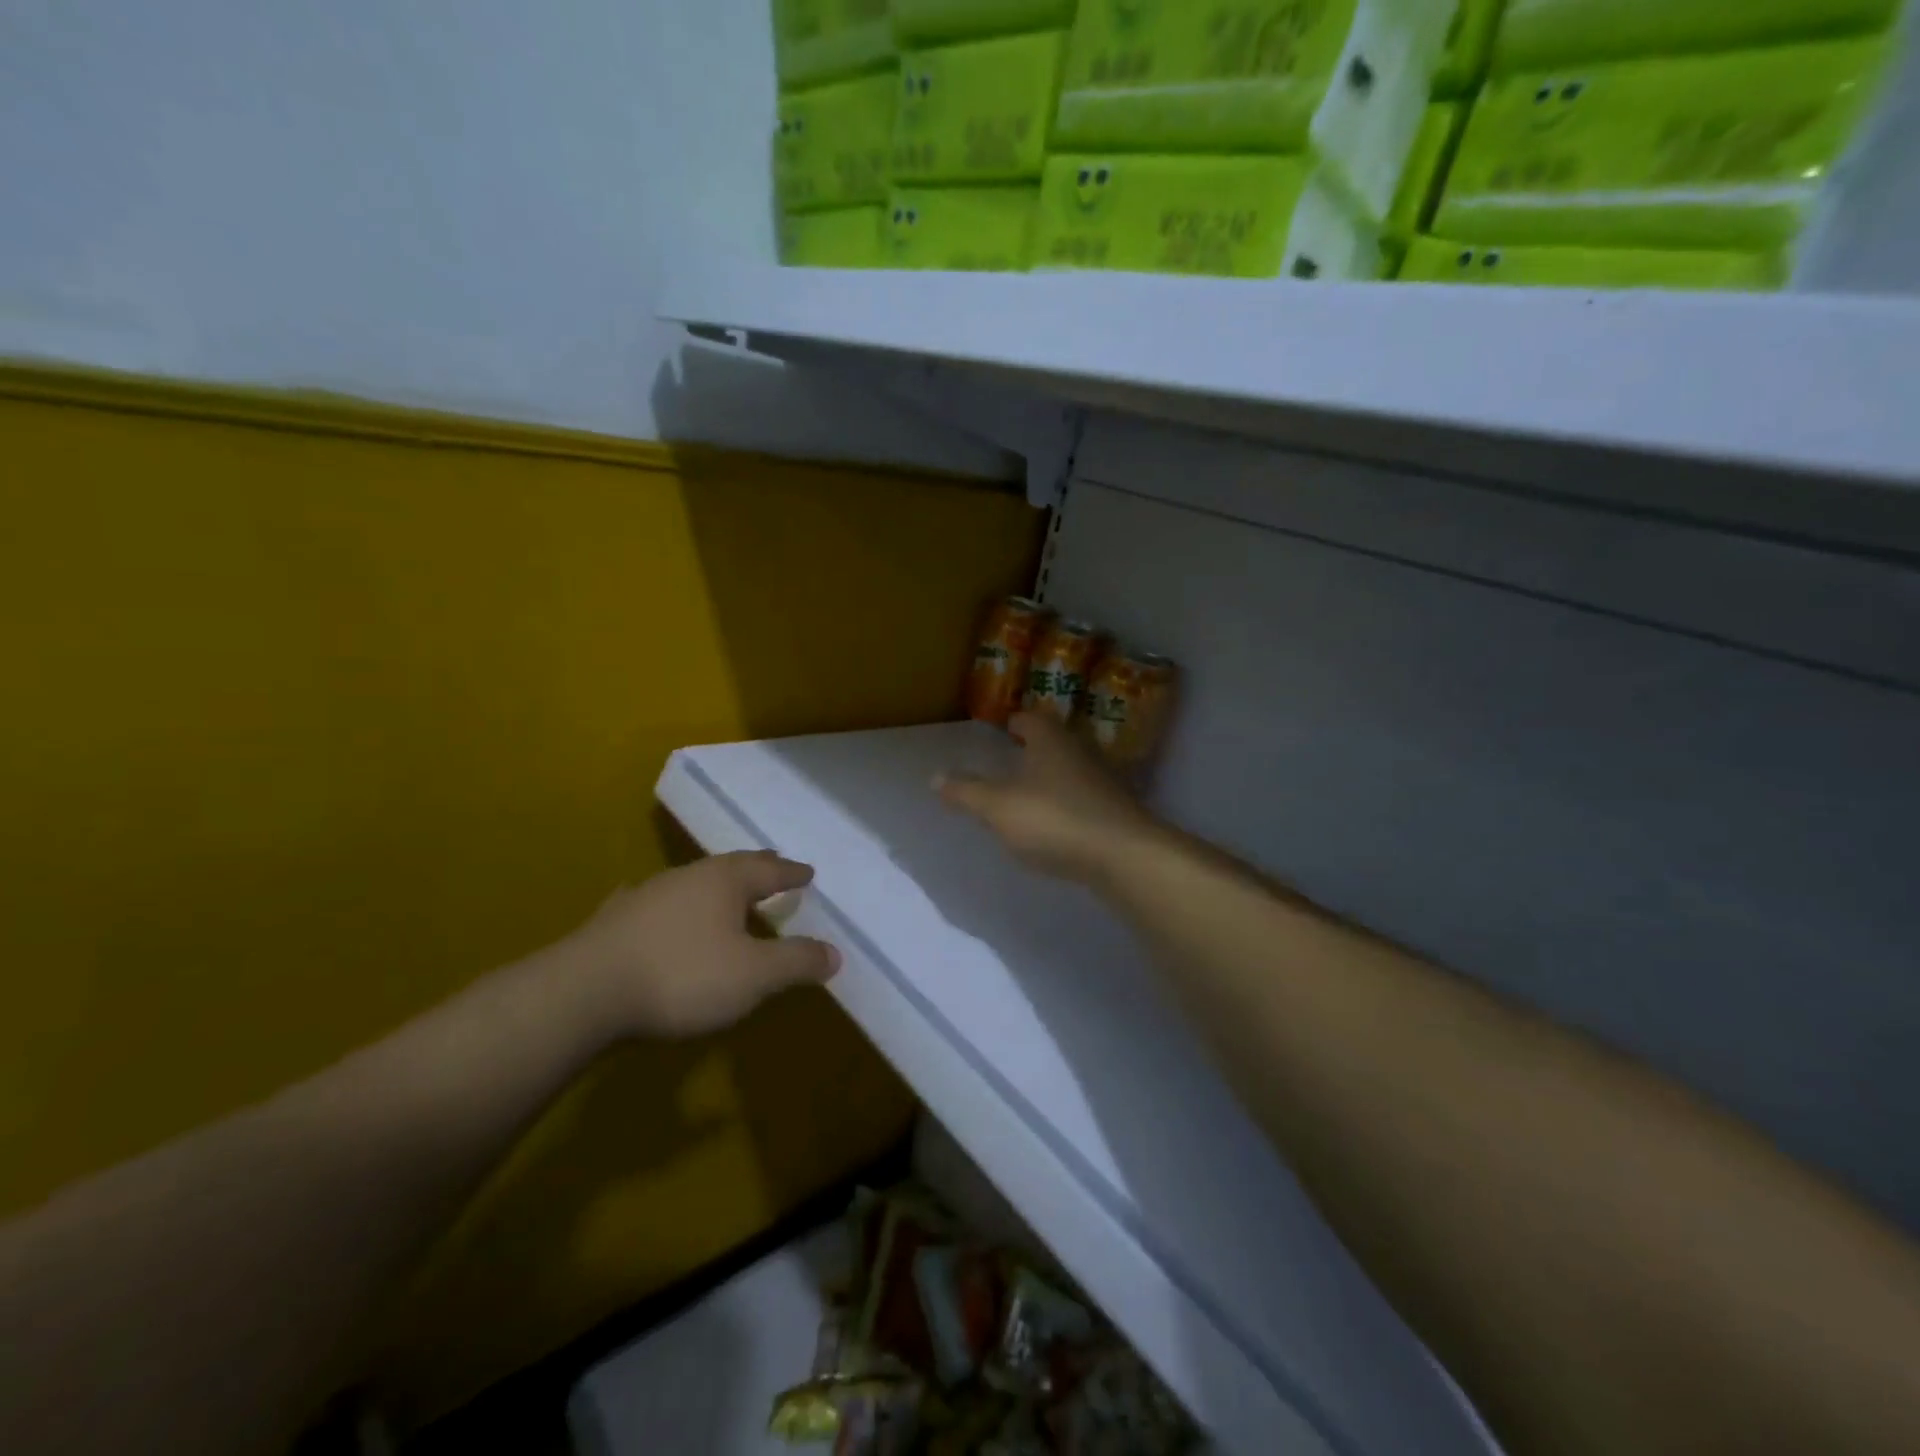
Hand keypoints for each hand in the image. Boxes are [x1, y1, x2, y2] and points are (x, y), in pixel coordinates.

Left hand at [554, 852, 841, 1038]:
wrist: (584, 993)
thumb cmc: (683, 976)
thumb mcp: (754, 976)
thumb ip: (796, 962)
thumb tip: (834, 953)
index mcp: (725, 880)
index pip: (770, 869)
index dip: (791, 873)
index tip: (808, 872)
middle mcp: (689, 876)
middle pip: (732, 867)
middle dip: (757, 870)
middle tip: (774, 870)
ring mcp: (648, 894)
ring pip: (693, 882)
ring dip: (716, 887)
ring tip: (727, 895)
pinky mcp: (616, 919)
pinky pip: (657, 904)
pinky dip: (673, 906)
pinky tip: (661, 911)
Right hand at [935, 711, 1161, 884]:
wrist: (1124, 855)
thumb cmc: (1055, 819)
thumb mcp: (999, 807)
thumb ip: (967, 792)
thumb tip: (935, 776)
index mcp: (1050, 740)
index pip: (1030, 719)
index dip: (1014, 723)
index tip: (1002, 730)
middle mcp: (1080, 752)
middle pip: (1054, 742)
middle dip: (1034, 748)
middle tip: (1011, 759)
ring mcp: (1103, 781)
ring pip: (1071, 770)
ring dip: (1052, 777)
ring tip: (1029, 793)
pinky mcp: (1115, 811)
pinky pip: (1084, 798)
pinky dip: (1067, 804)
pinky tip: (1056, 823)